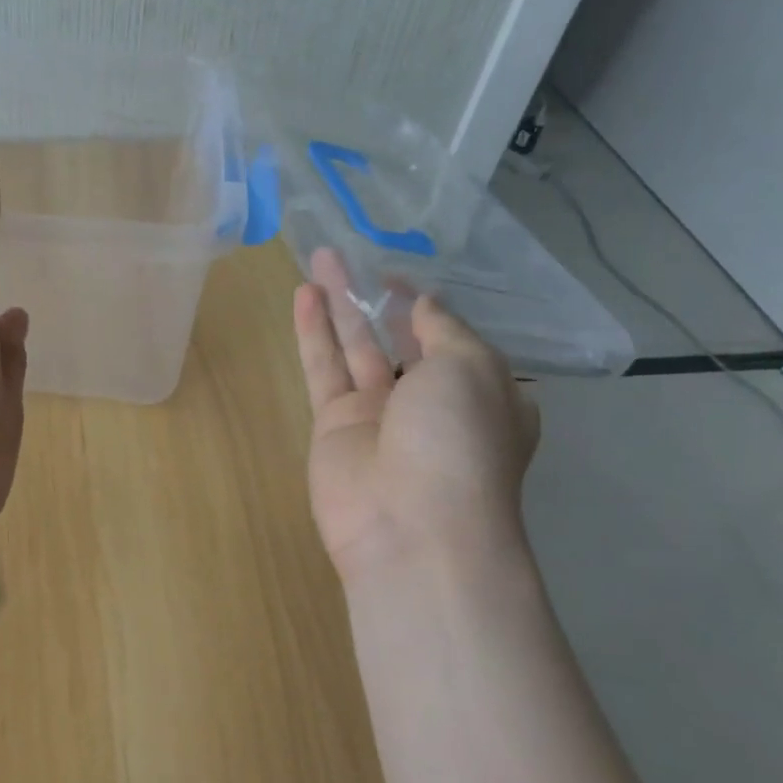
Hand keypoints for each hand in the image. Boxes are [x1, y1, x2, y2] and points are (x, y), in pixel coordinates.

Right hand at [293, 248, 539, 587]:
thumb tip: (424, 305)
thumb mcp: (472, 368)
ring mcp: (377, 415)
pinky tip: (303, 295)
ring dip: (338, 304)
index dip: (424, 305)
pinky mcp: (333, 425)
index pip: (449, 338)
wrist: (410, 527)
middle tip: (347, 255)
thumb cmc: (458, 441)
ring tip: (319, 259)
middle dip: (374, 297)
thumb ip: (444, 329)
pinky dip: (314, 332)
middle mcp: (428, 403)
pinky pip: (323, 369)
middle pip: (396, 338)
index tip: (396, 276)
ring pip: (354, 347)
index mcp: (479, 392)